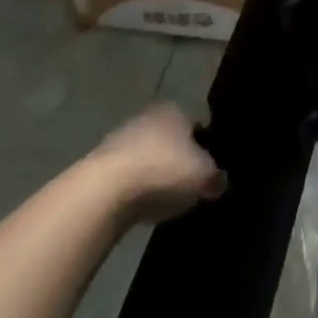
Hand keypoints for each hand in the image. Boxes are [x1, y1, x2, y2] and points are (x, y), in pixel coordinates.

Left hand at [89, 103, 226, 223]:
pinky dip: (134, 189)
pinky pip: (126, 177)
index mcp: (175, 110)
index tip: (208, 170)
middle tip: (187, 185)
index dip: (205, 146)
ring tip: (163, 200)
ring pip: (146, 157)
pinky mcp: (97, 166)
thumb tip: (219, 182)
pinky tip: (139, 207)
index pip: (197, 124)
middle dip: (178, 159)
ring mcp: (118, 139)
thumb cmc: (163, 171)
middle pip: (170, 139)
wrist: (103, 192)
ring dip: (154, 175)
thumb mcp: (204, 176)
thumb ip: (216, 177)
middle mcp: (147, 117)